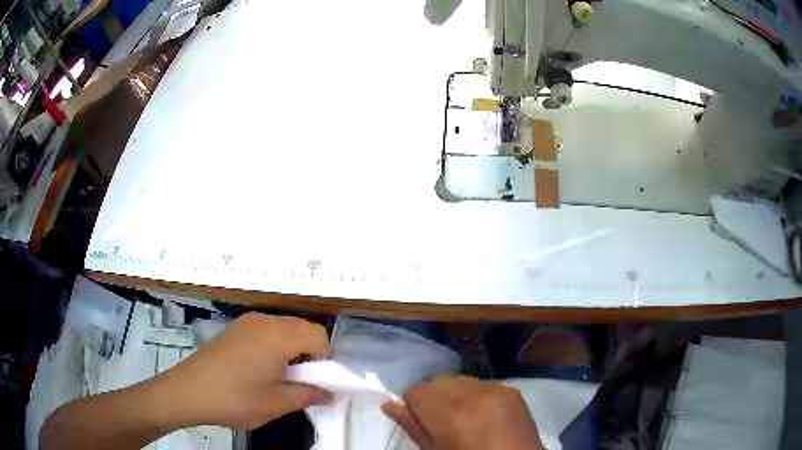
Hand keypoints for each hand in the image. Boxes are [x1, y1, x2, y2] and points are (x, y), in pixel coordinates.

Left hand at [157, 313, 332, 428]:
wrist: (188, 391)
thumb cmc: (235, 399)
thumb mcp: (276, 403)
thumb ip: (308, 395)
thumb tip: (331, 394)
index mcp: (277, 336)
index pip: (319, 335)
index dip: (324, 359)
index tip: (312, 381)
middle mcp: (263, 321)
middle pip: (302, 328)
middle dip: (309, 353)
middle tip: (296, 381)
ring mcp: (246, 322)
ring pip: (284, 328)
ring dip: (291, 350)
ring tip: (276, 377)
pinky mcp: (234, 329)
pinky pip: (266, 331)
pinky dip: (273, 346)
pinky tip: (257, 369)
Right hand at [382, 377, 542, 449]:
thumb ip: (413, 427)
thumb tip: (388, 405)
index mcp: (454, 415)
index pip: (417, 391)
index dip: (413, 406)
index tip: (419, 420)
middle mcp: (476, 394)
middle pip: (437, 382)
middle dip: (431, 398)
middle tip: (438, 422)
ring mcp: (498, 389)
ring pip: (458, 380)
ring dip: (451, 394)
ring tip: (460, 418)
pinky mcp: (512, 390)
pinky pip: (480, 383)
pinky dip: (472, 394)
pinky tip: (478, 413)